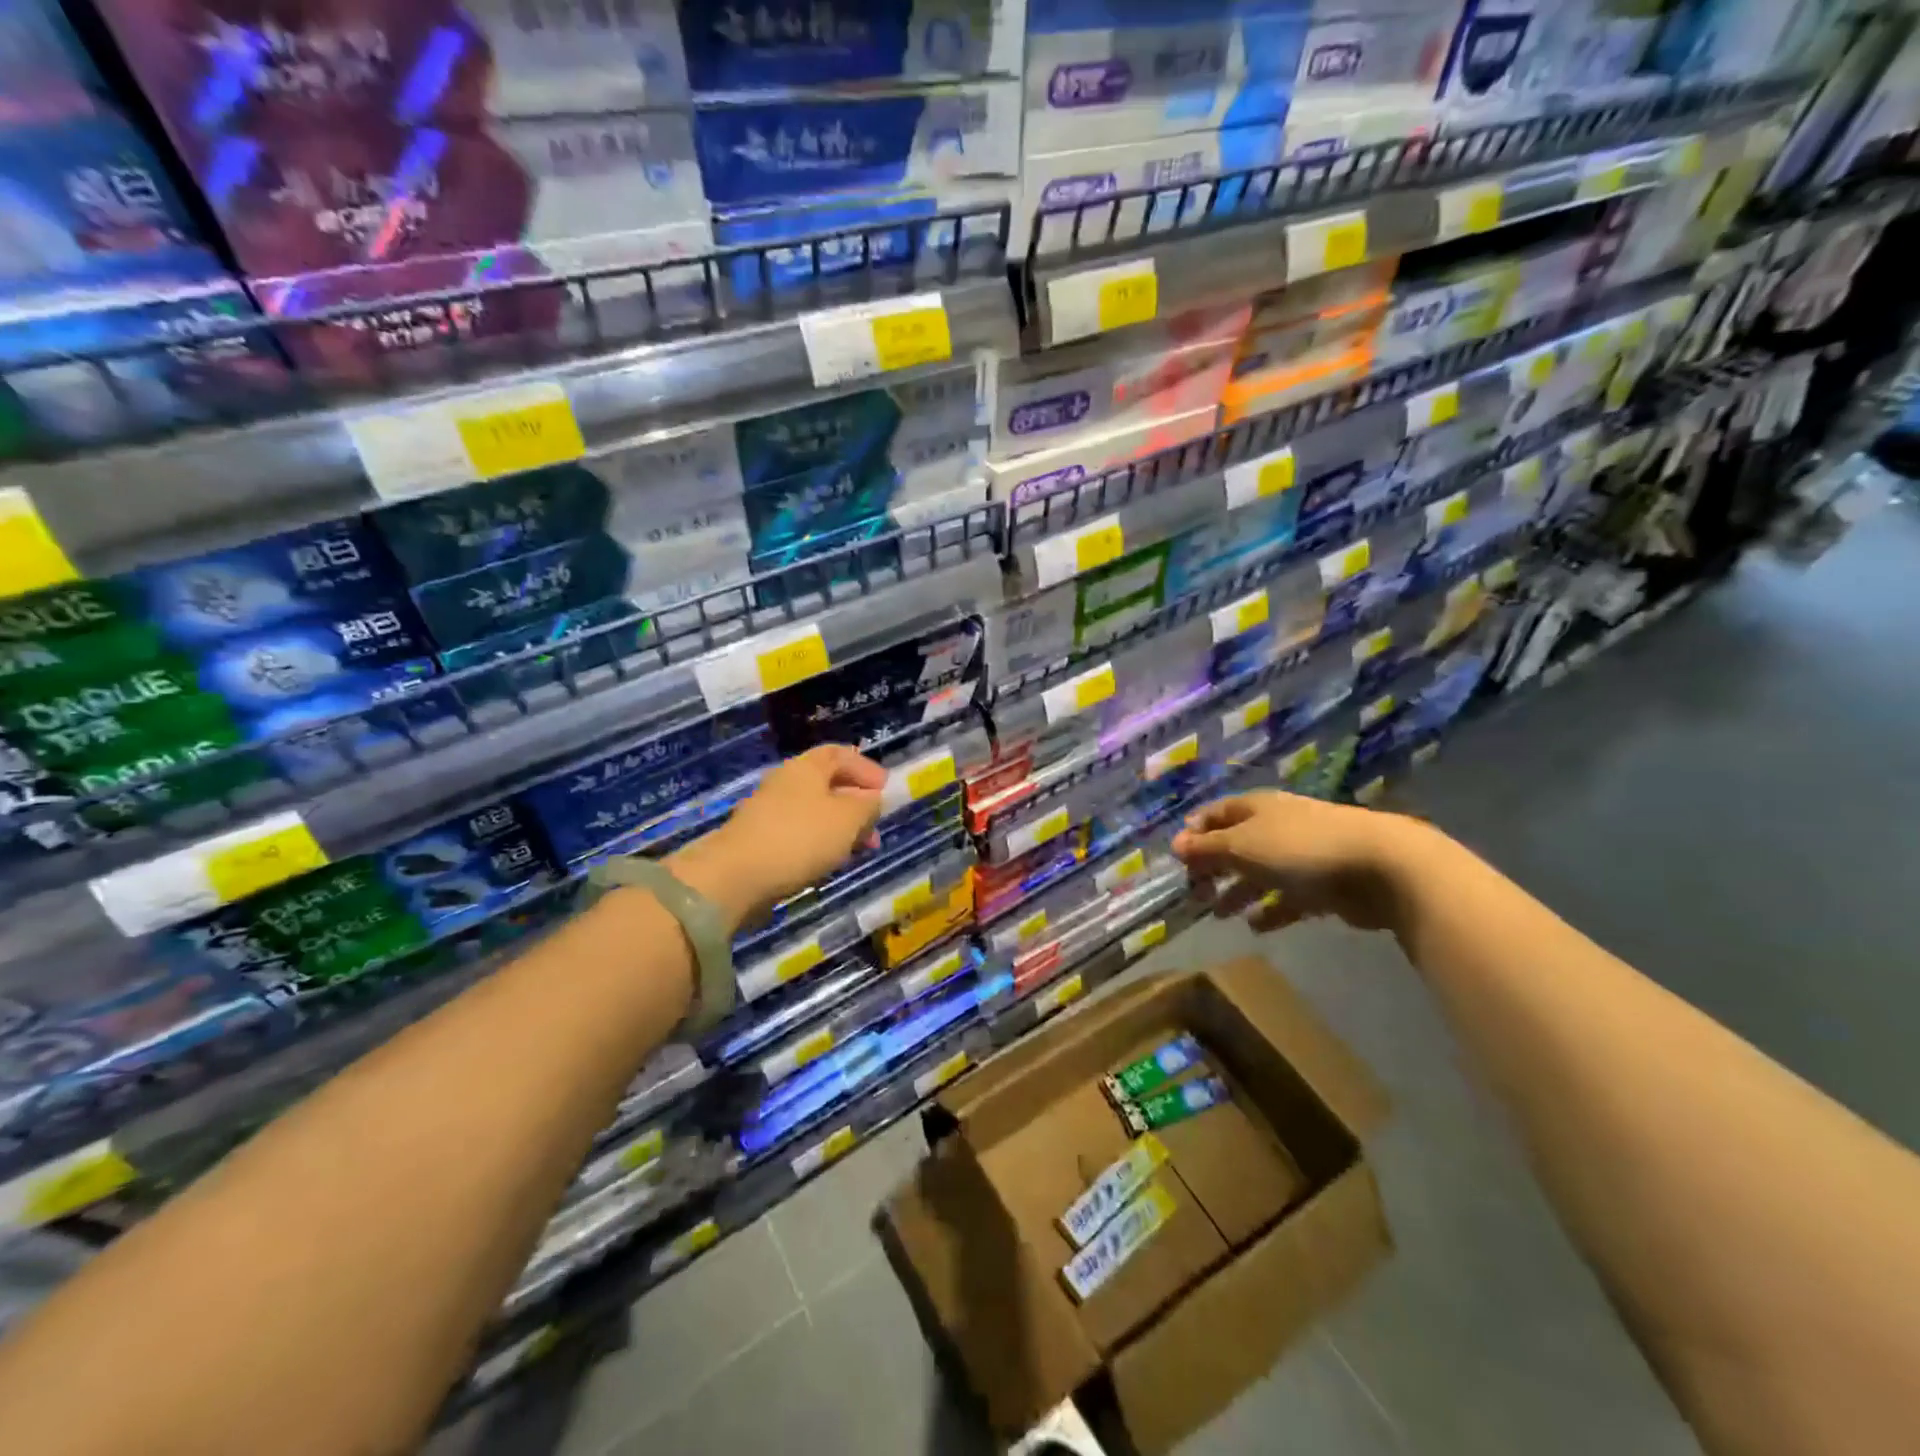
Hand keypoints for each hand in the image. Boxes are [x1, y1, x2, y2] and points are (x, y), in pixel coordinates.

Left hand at [670, 745, 886, 930]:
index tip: (885, 789)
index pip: (840, 754)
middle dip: (856, 803)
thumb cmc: (801, 837)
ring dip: (840, 827)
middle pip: (827, 784)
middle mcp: (786, 782)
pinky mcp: (759, 839)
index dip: (865, 768)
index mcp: (807, 767)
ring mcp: (769, 811)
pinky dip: (819, 843)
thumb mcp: (848, 818)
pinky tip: (828, 863)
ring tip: (858, 850)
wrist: (736, 875)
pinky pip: (798, 833)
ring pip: (814, 812)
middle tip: (875, 826)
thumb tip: (871, 799)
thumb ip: (867, 805)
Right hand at [1171, 790, 1423, 934]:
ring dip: (1238, 892)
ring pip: (1260, 873)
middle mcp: (1276, 827)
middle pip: (1236, 845)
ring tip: (1219, 914)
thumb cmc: (1298, 848)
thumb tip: (1176, 844)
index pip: (1216, 814)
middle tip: (1195, 892)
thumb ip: (1207, 848)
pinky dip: (1271, 910)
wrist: (1378, 866)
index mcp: (1255, 808)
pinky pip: (1288, 898)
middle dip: (1214, 867)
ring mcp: (1301, 856)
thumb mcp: (1242, 845)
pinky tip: (1256, 926)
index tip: (1178, 856)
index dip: (1195, 831)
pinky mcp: (1323, 885)